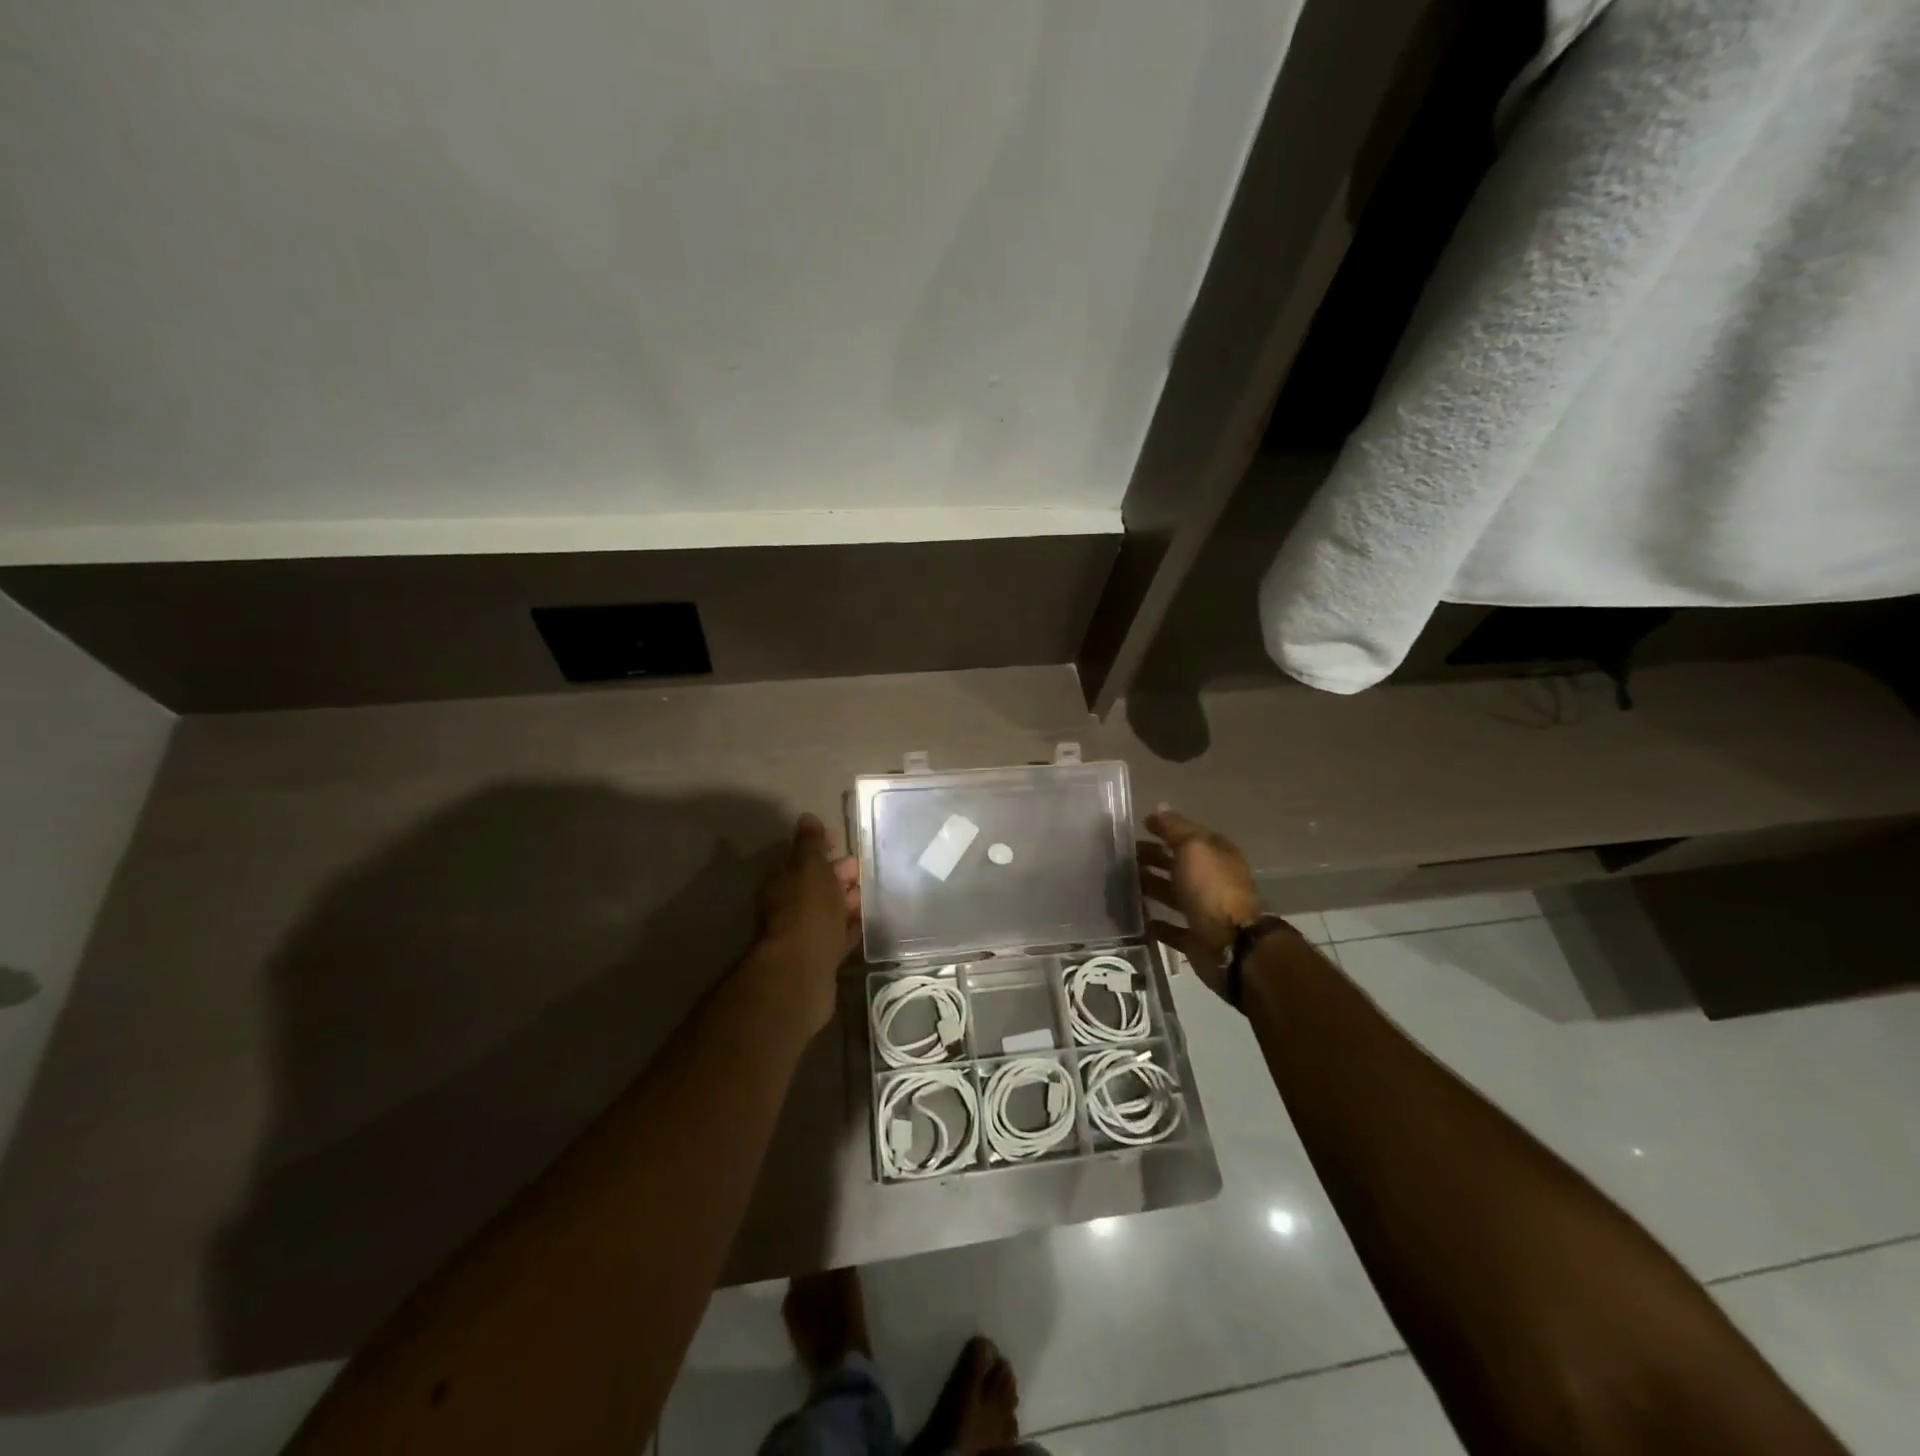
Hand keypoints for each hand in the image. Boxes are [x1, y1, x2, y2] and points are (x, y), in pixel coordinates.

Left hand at [753, 813, 861, 1033]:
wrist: (802, 973)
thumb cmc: (807, 912)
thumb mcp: (809, 868)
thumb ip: (810, 844)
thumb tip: (806, 817)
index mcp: (784, 883)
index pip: (804, 859)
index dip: (824, 848)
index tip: (845, 842)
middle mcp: (789, 908)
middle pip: (817, 885)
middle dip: (839, 875)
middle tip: (865, 871)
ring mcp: (805, 935)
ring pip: (829, 911)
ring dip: (847, 902)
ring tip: (872, 895)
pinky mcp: (820, 959)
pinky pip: (838, 936)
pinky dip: (850, 928)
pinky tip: (867, 923)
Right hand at [1136, 806, 1266, 997]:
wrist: (1230, 944)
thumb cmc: (1211, 888)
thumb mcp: (1192, 847)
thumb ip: (1174, 828)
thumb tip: (1160, 807)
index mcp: (1217, 854)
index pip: (1188, 834)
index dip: (1166, 827)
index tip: (1140, 825)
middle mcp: (1212, 879)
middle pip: (1178, 863)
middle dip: (1153, 856)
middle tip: (1124, 854)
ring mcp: (1204, 909)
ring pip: (1172, 892)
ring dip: (1151, 885)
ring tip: (1123, 882)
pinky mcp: (1195, 937)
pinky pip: (1171, 927)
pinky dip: (1156, 921)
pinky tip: (1137, 916)